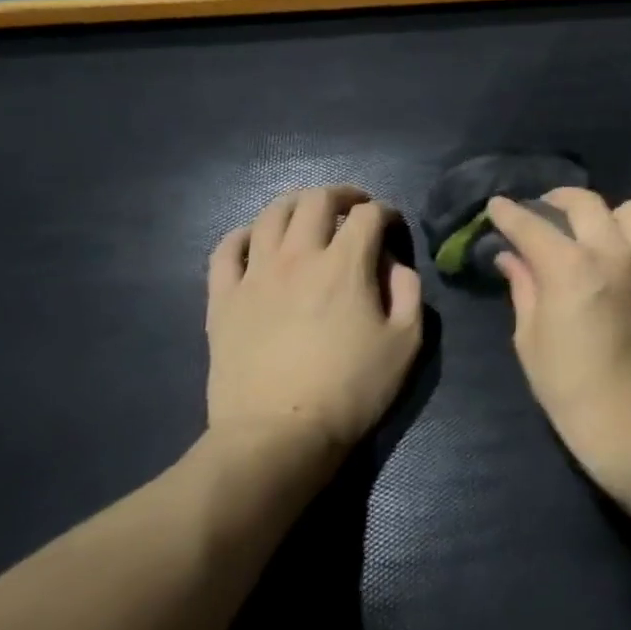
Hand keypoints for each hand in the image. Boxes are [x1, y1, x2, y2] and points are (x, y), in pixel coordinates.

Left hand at [202, 186, 422, 491]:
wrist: (278, 435)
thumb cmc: (352, 389)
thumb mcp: (406, 342)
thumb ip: (408, 291)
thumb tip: (394, 263)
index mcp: (346, 265)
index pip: (368, 215)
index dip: (386, 212)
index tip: (393, 226)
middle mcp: (298, 257)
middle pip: (316, 200)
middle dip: (342, 195)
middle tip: (355, 207)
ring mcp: (254, 275)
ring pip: (270, 214)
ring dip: (297, 204)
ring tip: (310, 214)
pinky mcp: (222, 298)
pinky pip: (226, 248)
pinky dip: (245, 233)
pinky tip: (257, 240)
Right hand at [486, 189, 630, 494]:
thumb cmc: (571, 387)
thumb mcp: (531, 339)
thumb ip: (523, 288)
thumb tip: (511, 257)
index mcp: (570, 267)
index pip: (532, 225)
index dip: (509, 213)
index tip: (497, 206)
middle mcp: (611, 252)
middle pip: (584, 202)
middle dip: (555, 200)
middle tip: (540, 213)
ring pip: (628, 208)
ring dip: (603, 212)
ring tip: (587, 231)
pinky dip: (626, 233)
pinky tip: (611, 253)